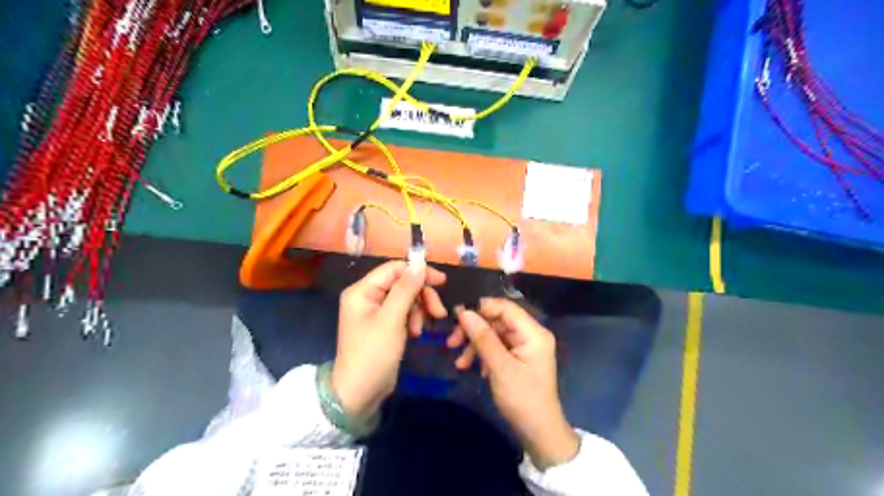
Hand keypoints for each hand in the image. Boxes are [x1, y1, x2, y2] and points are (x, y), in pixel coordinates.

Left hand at [331, 261, 445, 420]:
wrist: (359, 393)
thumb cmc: (372, 354)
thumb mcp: (391, 320)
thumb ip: (406, 290)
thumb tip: (420, 263)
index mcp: (362, 291)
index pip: (394, 269)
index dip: (418, 272)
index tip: (441, 282)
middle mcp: (367, 296)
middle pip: (402, 283)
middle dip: (421, 296)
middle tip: (439, 312)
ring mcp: (376, 311)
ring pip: (406, 298)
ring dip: (419, 310)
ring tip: (421, 330)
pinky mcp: (384, 324)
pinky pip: (404, 312)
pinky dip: (413, 319)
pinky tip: (416, 333)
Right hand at [450, 298, 580, 468]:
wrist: (539, 433)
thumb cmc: (522, 399)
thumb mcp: (500, 367)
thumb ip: (482, 338)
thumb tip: (464, 312)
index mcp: (533, 332)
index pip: (505, 307)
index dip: (481, 308)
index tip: (456, 317)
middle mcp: (530, 334)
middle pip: (497, 320)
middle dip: (474, 330)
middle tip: (451, 342)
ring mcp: (524, 346)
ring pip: (494, 334)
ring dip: (475, 345)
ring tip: (460, 363)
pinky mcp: (518, 357)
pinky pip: (497, 347)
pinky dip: (483, 355)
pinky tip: (474, 369)